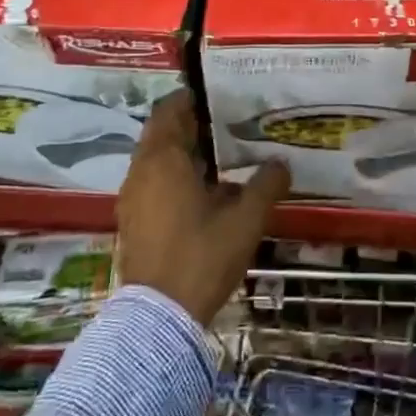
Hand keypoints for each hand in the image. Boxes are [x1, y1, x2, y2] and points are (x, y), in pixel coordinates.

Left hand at [117, 89, 290, 325]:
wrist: (159, 318)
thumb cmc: (202, 256)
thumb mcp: (245, 219)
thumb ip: (266, 185)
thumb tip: (282, 163)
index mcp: (163, 159)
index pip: (170, 110)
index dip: (191, 99)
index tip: (219, 97)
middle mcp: (141, 171)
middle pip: (162, 133)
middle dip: (191, 126)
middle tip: (226, 124)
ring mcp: (132, 198)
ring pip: (156, 160)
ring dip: (182, 153)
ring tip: (220, 157)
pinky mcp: (132, 222)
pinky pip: (151, 183)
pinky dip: (172, 177)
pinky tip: (203, 193)